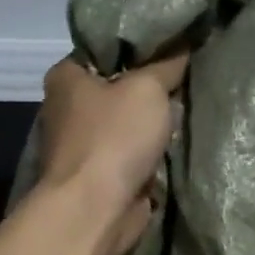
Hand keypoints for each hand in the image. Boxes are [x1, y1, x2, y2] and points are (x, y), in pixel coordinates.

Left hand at [37, 51, 187, 254]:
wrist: (96, 209)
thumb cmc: (114, 138)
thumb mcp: (148, 88)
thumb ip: (167, 65)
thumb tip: (182, 45)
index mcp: (66, 76)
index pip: (105, 48)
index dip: (139, 46)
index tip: (174, 46)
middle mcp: (67, 107)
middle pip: (118, 87)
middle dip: (150, 88)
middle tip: (186, 79)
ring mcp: (82, 145)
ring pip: (127, 124)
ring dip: (152, 125)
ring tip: (188, 110)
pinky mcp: (98, 175)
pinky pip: (131, 154)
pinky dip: (150, 154)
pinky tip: (176, 145)